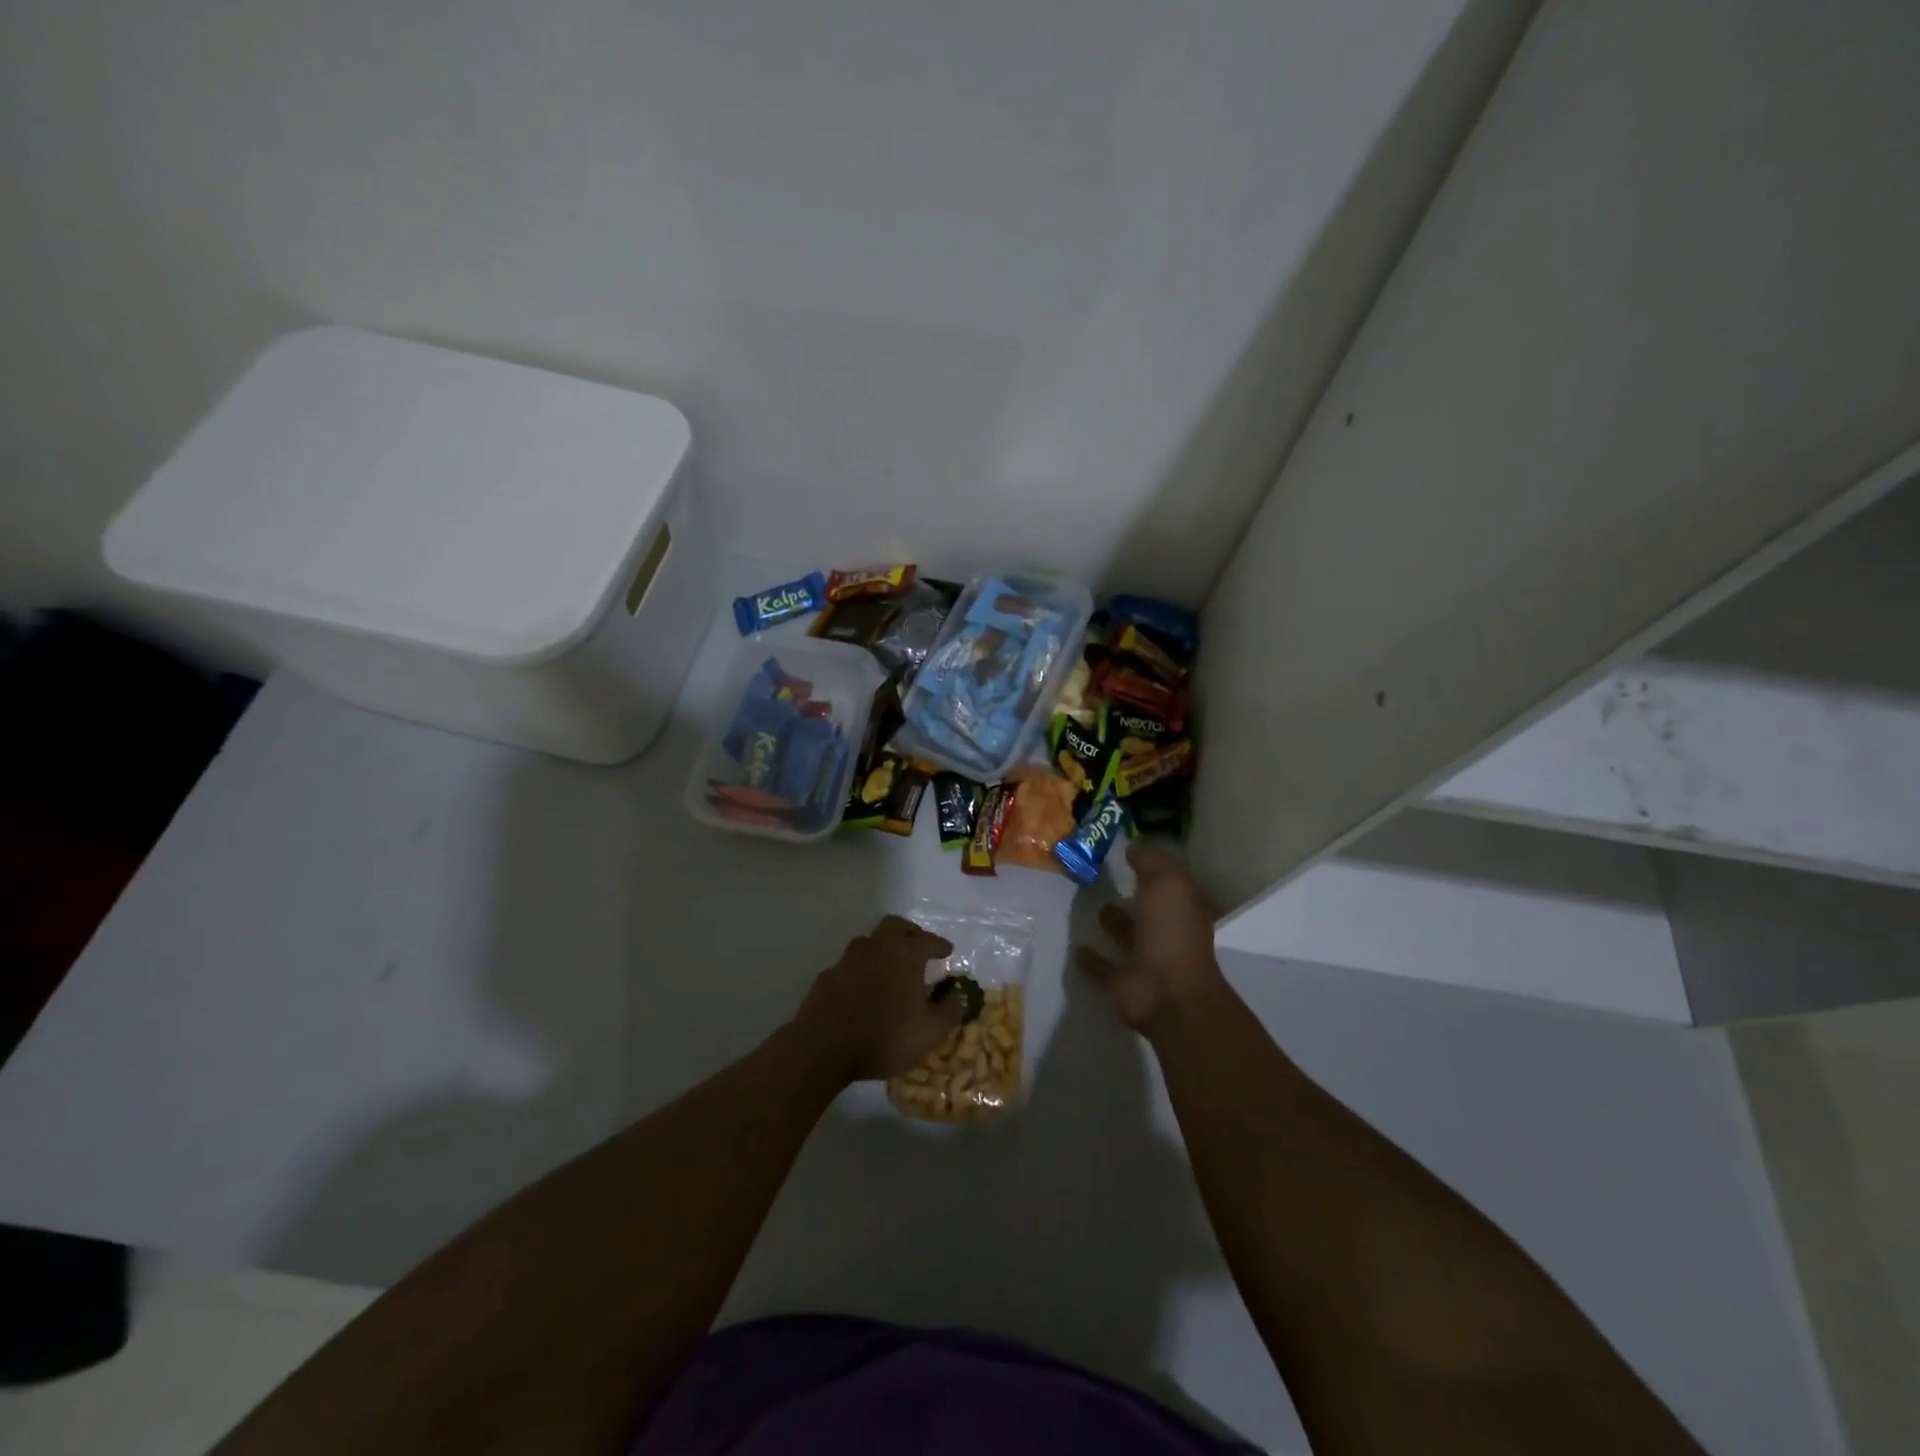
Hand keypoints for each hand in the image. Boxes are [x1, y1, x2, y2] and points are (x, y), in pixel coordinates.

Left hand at [790, 915, 961, 1083]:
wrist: (823, 1048)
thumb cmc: (885, 1037)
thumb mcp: (930, 1032)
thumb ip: (949, 1010)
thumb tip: (955, 995)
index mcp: (905, 953)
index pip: (928, 940)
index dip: (940, 945)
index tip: (947, 952)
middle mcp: (876, 947)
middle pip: (895, 926)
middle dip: (911, 933)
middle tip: (919, 947)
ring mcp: (848, 959)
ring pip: (870, 943)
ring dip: (884, 950)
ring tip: (892, 969)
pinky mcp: (827, 975)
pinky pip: (851, 965)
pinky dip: (863, 970)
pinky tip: (864, 990)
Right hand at [1076, 843, 1224, 1036]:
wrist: (1167, 993)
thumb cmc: (1172, 932)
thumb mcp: (1167, 884)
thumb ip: (1151, 863)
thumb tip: (1134, 848)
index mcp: (1183, 909)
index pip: (1168, 883)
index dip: (1153, 868)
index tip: (1127, 853)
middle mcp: (1166, 932)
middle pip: (1147, 910)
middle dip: (1132, 896)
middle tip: (1103, 877)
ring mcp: (1144, 959)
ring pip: (1126, 936)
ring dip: (1113, 923)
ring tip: (1092, 906)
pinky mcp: (1121, 982)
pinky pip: (1103, 966)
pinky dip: (1091, 959)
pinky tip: (1076, 947)